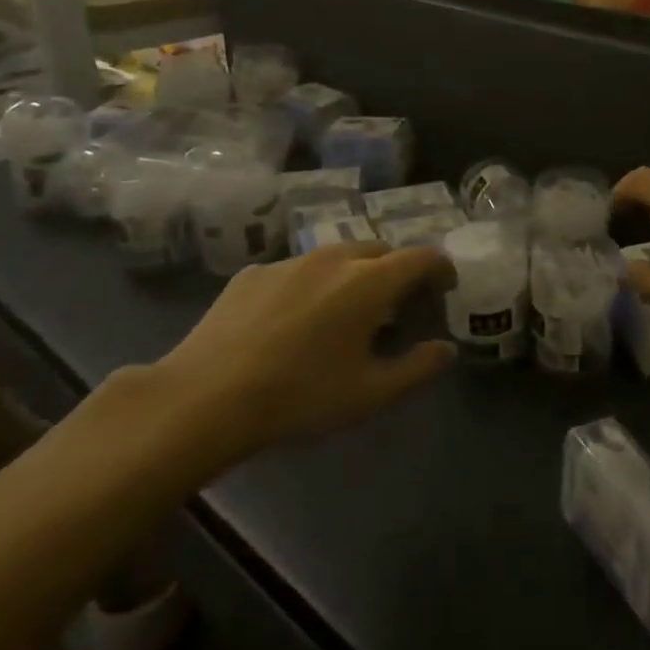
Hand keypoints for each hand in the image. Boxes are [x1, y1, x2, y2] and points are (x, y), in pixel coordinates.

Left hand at [152, 243, 455, 473]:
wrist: (203, 399)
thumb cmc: (299, 397)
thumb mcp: (370, 394)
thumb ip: (417, 368)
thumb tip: (447, 349)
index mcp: (369, 282)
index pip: (422, 257)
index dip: (441, 268)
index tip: (444, 288)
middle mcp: (334, 258)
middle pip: (380, 250)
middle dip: (397, 271)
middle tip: (396, 306)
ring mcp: (289, 262)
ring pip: (337, 255)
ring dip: (354, 274)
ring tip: (344, 311)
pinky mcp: (252, 273)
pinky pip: (296, 270)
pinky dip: (311, 284)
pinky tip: (293, 320)